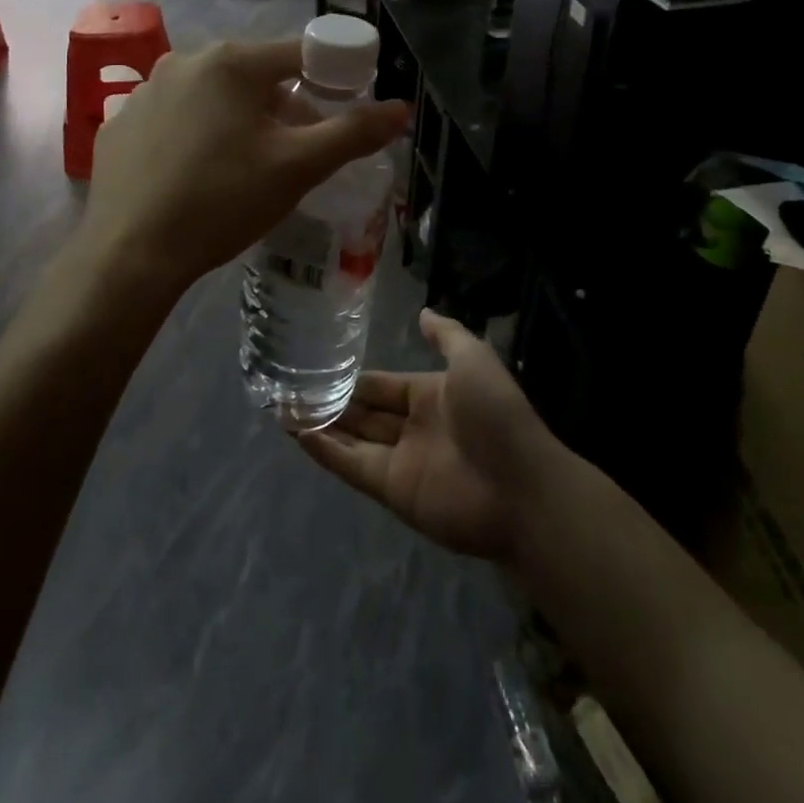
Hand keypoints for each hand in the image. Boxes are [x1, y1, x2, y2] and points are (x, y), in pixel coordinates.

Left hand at [81, 38, 407, 298]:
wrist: (131, 254)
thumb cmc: (223, 200)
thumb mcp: (298, 167)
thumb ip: (353, 133)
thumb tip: (401, 108)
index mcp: (231, 61)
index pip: (300, 54)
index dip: (330, 79)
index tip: (340, 114)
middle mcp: (184, 61)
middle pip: (254, 76)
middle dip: (282, 107)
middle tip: (292, 154)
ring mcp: (145, 91)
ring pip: (212, 96)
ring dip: (237, 121)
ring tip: (243, 170)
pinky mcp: (120, 124)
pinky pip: (173, 119)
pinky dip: (194, 136)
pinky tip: (194, 177)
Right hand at [296, 311, 560, 561]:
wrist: (520, 487)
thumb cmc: (496, 414)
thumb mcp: (474, 359)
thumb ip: (447, 335)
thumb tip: (423, 312)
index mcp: (431, 395)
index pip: (383, 385)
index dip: (354, 378)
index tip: (318, 365)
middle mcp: (413, 427)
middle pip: (364, 412)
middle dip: (332, 401)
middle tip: (289, 387)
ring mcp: (401, 460)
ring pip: (353, 438)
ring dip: (322, 425)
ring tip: (283, 408)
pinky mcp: (392, 490)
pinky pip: (353, 466)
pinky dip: (326, 451)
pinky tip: (298, 434)